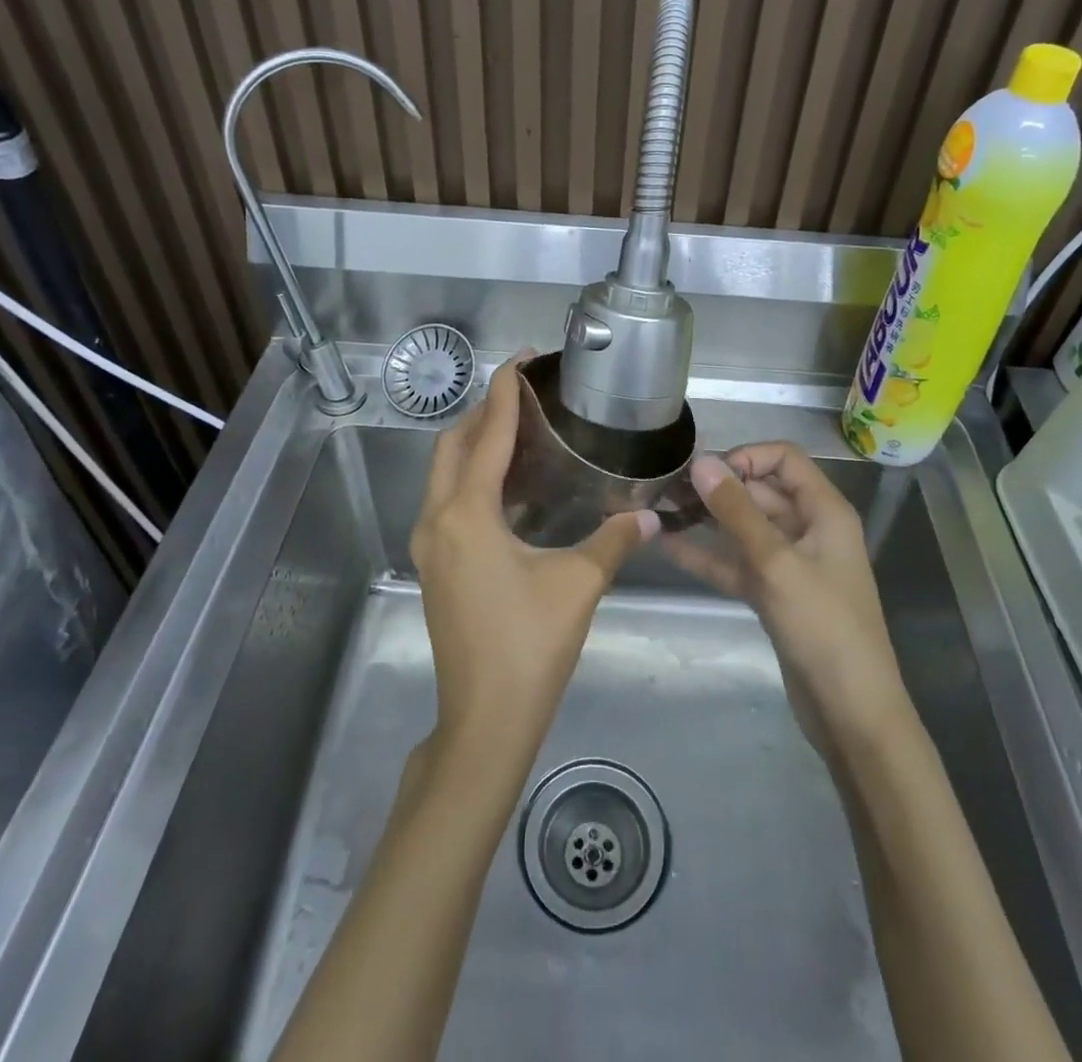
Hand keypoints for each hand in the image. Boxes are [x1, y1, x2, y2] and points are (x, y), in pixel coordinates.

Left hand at [410, 356, 657, 766]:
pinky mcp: (434, 565)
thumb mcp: (579, 584)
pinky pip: (447, 499)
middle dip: (484, 411)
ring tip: (519, 430)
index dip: (504, 393)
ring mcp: (430, 544)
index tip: (522, 360)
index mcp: (467, 514)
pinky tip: (510, 485)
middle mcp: (438, 519)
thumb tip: (652, 514)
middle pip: (452, 445)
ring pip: (444, 473)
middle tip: (524, 394)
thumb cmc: (530, 646)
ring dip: (474, 443)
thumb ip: (615, 540)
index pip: (485, 434)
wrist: (484, 720)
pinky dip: (472, 476)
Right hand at [672, 444, 911, 753]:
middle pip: (760, 491)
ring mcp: (790, 564)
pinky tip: (669, 547)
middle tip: (667, 490)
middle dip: (718, 487)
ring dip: (708, 519)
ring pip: (745, 528)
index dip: (745, 457)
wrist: (851, 712)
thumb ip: (737, 511)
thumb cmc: (823, 627)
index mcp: (825, 512)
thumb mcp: (776, 563)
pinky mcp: (774, 594)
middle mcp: (809, 529)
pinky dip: (708, 555)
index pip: (784, 459)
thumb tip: (702, 462)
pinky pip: (737, 563)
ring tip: (660, 510)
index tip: (705, 473)